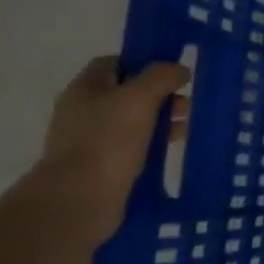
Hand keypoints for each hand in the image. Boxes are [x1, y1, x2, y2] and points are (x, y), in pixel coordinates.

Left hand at [40, 57, 188, 239]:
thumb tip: (179, 69)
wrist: (78, 200)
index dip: (144, 63)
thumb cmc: (107, 141)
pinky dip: (154, 144)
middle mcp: (85, 110)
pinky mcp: (103, 166)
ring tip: (185, 130)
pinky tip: (172, 149)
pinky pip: (134, 146)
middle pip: (129, 92)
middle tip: (185, 106)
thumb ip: (162, 76)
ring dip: (162, 120)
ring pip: (134, 120)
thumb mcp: (139, 98)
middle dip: (161, 95)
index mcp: (85, 88)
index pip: (115, 63)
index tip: (172, 73)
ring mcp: (92, 140)